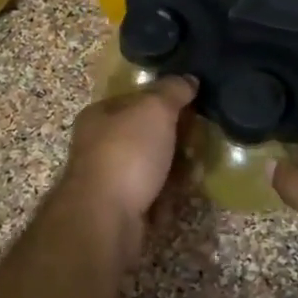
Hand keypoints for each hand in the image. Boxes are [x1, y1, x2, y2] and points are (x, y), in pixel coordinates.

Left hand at [56, 75, 197, 240]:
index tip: (193, 108)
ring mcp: (108, 180)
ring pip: (151, 168)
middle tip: (199, 143)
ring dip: (175, 171)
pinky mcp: (120, 210)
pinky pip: (151, 197)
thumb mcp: (154, 110)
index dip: (165, 102)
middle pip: (146, 135)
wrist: (106, 219)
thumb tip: (188, 79)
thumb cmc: (127, 154)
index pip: (136, 100)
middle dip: (175, 140)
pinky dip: (167, 198)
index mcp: (99, 115)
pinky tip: (180, 198)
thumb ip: (172, 91)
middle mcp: (99, 145)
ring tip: (196, 172)